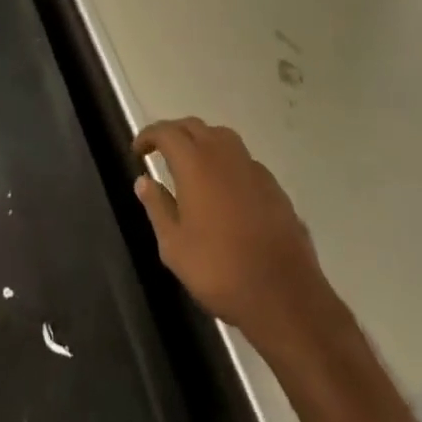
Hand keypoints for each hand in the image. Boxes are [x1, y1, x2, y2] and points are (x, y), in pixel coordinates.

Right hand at [133, 118, 328, 342]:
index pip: (167, 132)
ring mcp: (252, 167)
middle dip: (173, 133)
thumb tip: (143, 181)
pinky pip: (241, 160)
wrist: (284, 294)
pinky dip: (225, 162)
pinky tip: (223, 189)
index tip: (137, 150)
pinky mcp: (273, 185)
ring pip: (221, 137)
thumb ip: (157, 207)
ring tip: (190, 165)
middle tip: (159, 152)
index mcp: (195, 163)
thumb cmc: (220, 270)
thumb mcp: (174, 246)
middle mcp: (224, 154)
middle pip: (194, 126)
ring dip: (201, 141)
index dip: (149, 136)